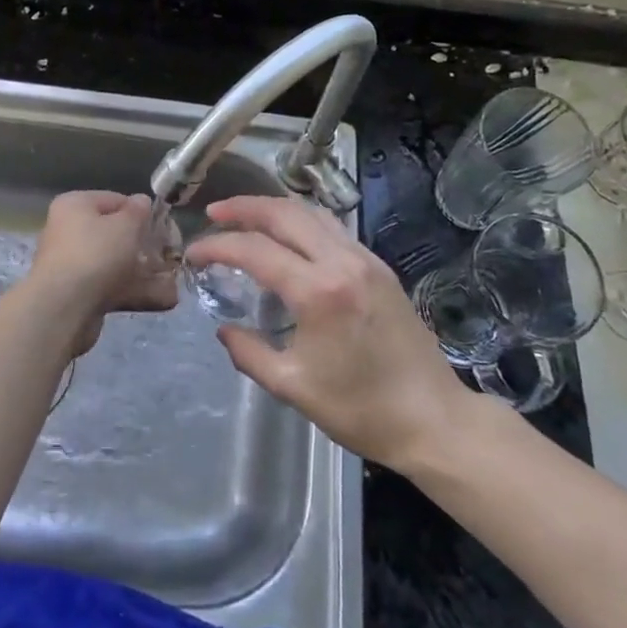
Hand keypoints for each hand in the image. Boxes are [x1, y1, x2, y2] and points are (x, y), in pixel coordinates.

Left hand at [25, 191, 179, 355]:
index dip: (141, 212)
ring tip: (172, 280)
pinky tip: (163, 299)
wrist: (64, 308)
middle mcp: (69, 231)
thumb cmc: (96, 254)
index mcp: (75, 205)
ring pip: (115, 263)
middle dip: (144, 246)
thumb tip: (141, 202)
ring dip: (143, 272)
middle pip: (114, 234)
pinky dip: (134, 291)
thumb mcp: (126, 225)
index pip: (115, 200)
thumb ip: (138, 211)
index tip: (163, 227)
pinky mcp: (78, 293)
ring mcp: (73, 264)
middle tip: (169, 255)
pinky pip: (111, 287)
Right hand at [184, 196, 484, 471]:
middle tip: (214, 213)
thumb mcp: (292, 387)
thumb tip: (224, 330)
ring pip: (312, 213)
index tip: (193, 253)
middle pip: (284, 213)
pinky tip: (287, 236)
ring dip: (274, 208)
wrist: (433, 420)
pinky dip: (301, 222)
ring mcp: (366, 260)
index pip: (255, 250)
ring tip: (245, 216)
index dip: (217, 246)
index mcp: (318, 292)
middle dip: (243, 208)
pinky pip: (332, 228)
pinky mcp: (380, 267)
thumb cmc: (361, 409)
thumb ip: (250, 353)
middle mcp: (342, 262)